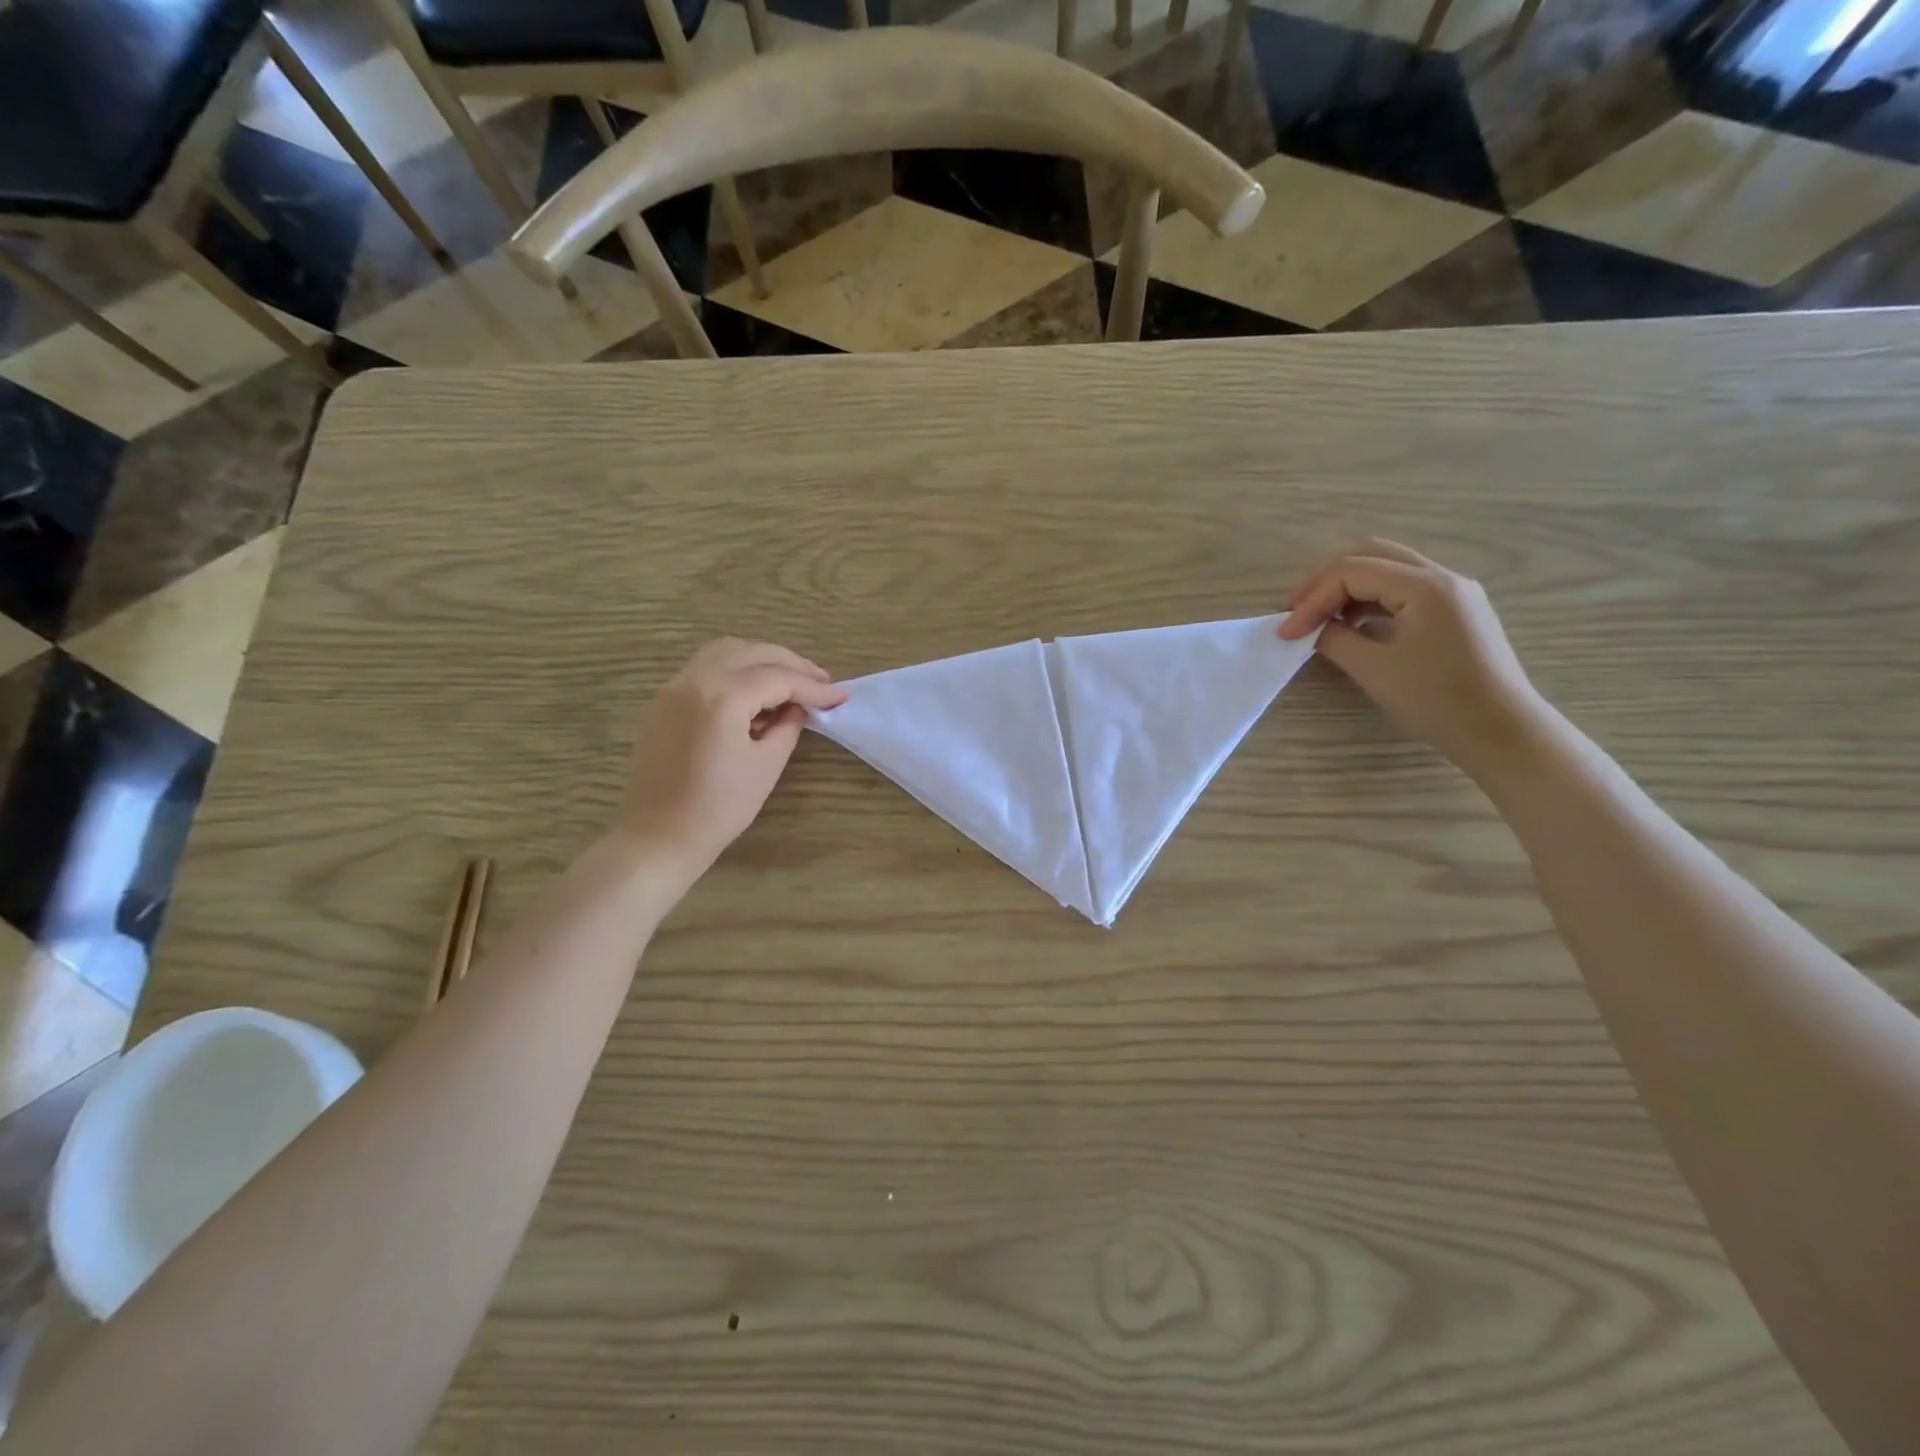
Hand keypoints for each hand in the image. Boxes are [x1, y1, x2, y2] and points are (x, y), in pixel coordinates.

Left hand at [618, 638, 846, 878]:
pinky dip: (735, 669)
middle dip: (791, 664)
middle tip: (820, 682)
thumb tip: (798, 707)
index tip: (840, 696)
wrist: (660, 835)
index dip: (813, 686)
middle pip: (752, 652)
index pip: (778, 678)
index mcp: (722, 697)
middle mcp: (695, 679)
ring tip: (789, 681)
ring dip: (761, 659)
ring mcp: (674, 686)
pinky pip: (705, 667)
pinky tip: (754, 693)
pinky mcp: (665, 700)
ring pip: (726, 651)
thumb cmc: (720, 807)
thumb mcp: (767, 765)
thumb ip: (788, 726)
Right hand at [1280, 540, 1544, 780]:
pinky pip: (1404, 589)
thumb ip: (1335, 639)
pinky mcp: (1455, 611)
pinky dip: (1370, 599)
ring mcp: (1453, 592)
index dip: (1311, 599)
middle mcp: (1443, 577)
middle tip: (1296, 609)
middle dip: (1326, 579)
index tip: (1286, 633)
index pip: (1352, 571)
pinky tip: (1352, 625)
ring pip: (1388, 569)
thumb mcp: (1374, 669)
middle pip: (1371, 555)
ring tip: (1319, 618)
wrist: (1500, 731)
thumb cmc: (1436, 701)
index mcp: (1425, 586)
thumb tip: (1311, 628)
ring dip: (1347, 587)